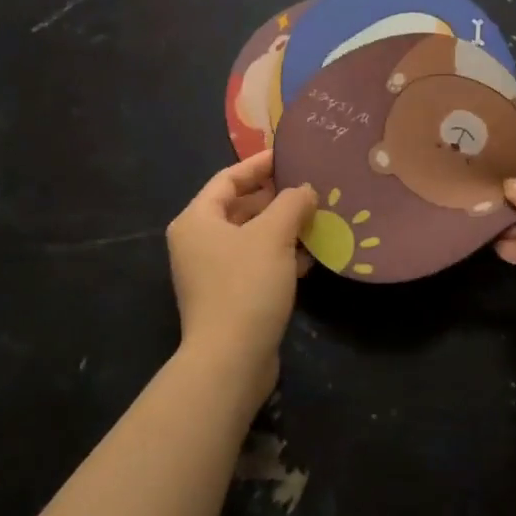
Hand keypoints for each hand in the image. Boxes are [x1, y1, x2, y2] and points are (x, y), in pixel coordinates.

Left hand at [166, 151, 317, 393]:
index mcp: (197, 220)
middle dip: (276, 197)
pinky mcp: (230, 297)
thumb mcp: (274, 235)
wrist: (230, 361)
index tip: (289, 155)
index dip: (259, 165)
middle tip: (311, 186)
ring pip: (252, 237)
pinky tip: (311, 257)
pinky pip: (257, 264)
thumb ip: (292, 203)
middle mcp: (198, 242)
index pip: (228, 178)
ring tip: (318, 218)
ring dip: (283, 228)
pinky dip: (281, 256)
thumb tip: (305, 190)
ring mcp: (212, 272)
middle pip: (240, 207)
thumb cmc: (246, 285)